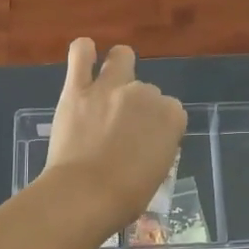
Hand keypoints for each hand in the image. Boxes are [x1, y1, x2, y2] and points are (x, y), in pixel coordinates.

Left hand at [42, 38, 187, 227]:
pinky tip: (85, 55)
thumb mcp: (158, 172)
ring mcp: (110, 87)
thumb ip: (157, 146)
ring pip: (121, 57)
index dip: (159, 124)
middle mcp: (144, 94)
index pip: (171, 110)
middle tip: (122, 128)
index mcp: (171, 116)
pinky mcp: (77, 89)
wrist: (85, 195)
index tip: (148, 140)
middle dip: (137, 104)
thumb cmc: (127, 196)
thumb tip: (145, 142)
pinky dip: (84, 52)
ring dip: (119, 66)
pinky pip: (80, 55)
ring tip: (110, 81)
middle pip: (146, 90)